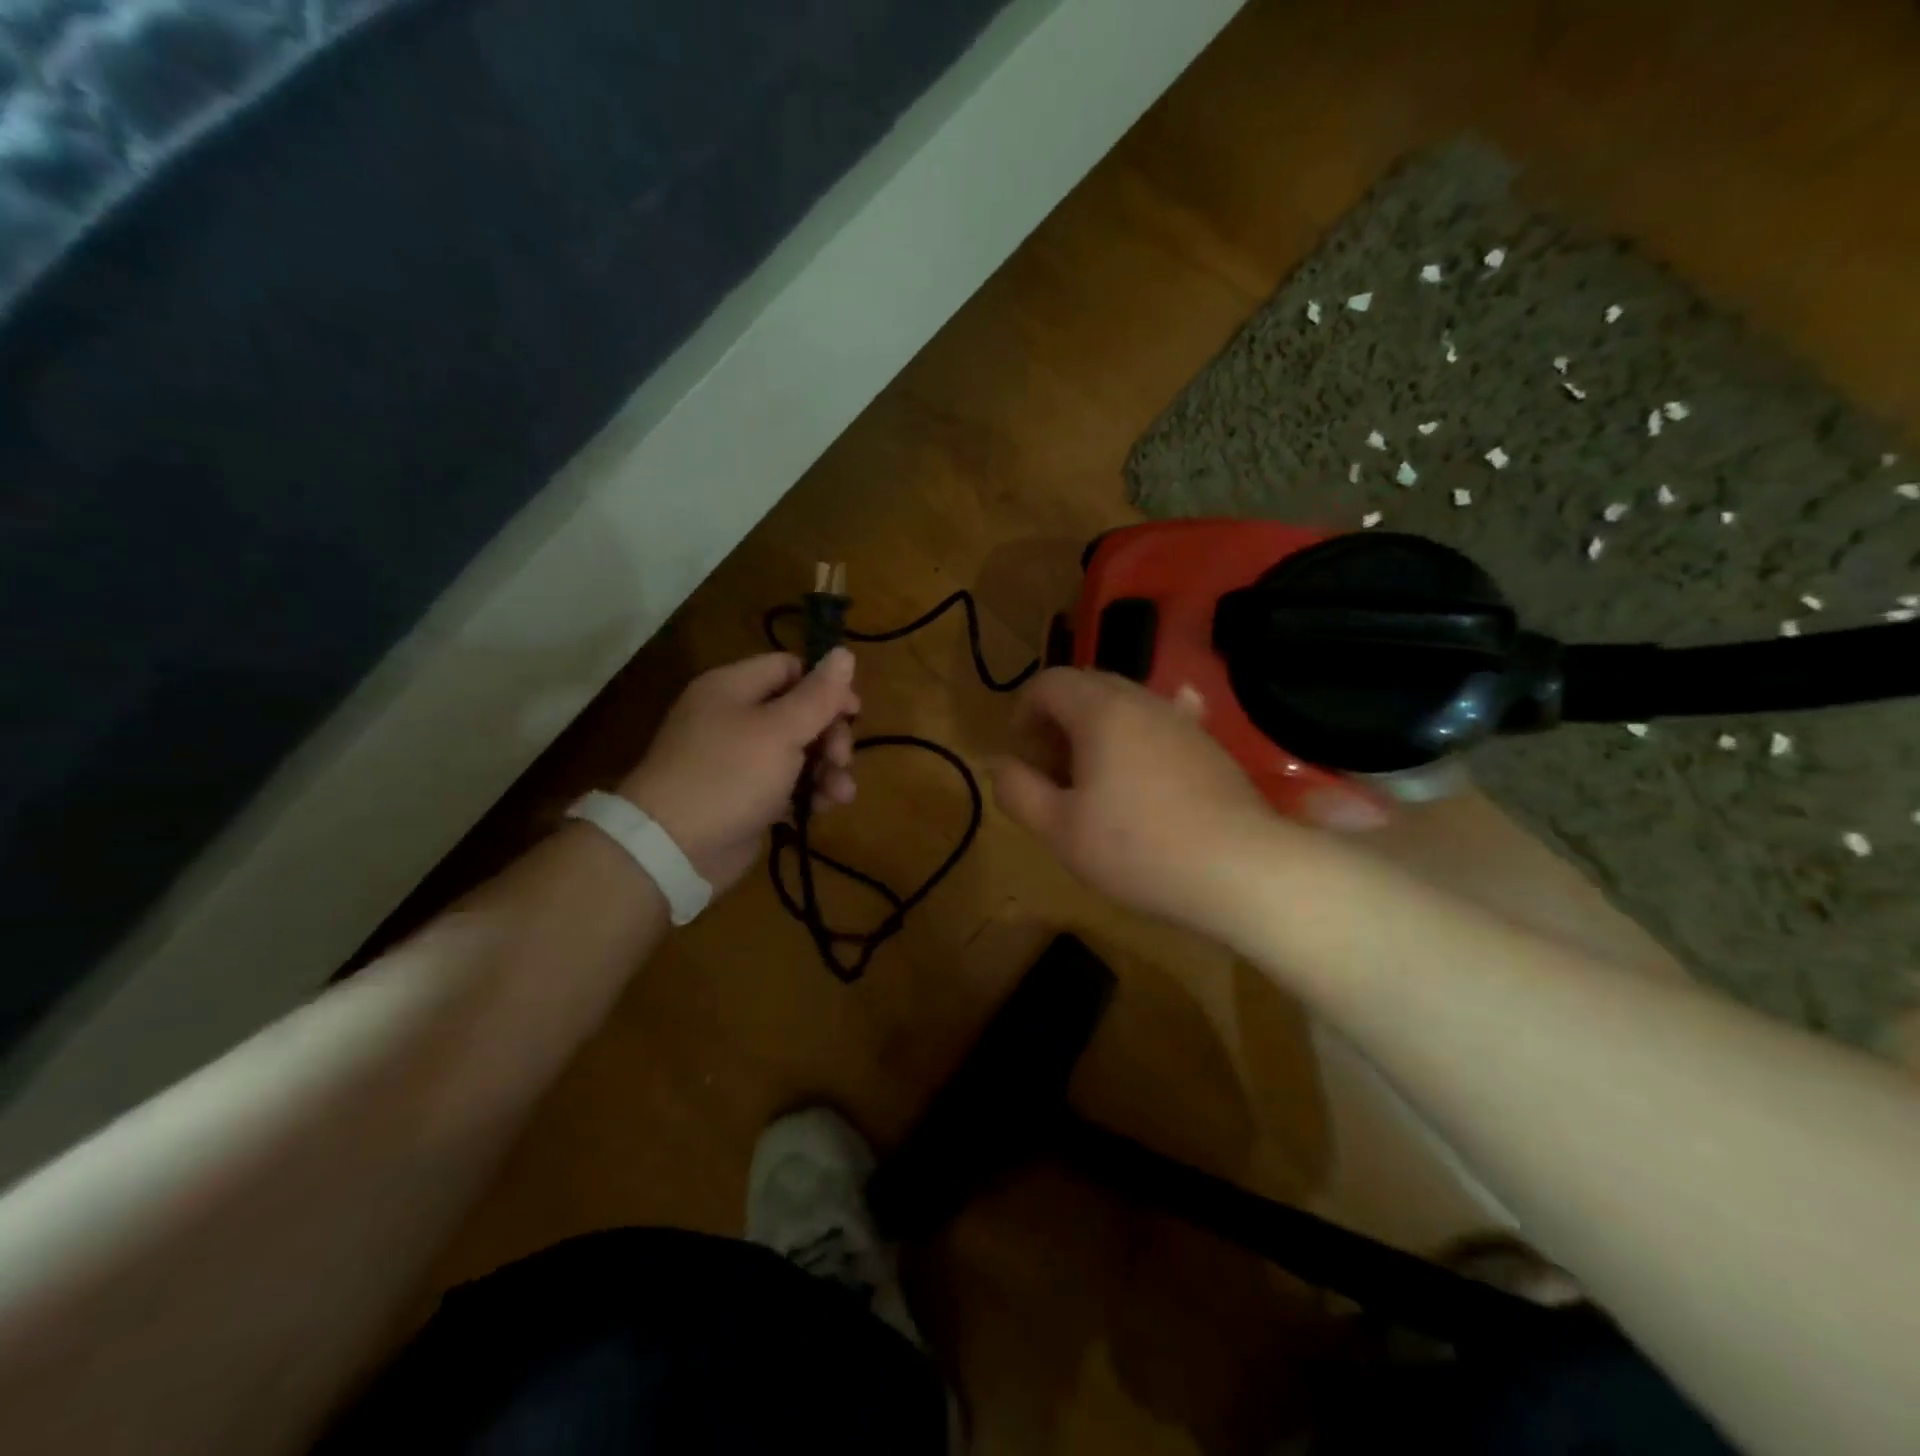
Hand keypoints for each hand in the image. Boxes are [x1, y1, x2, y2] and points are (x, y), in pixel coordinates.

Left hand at [618, 649, 858, 893]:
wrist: (674, 848)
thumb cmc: (730, 775)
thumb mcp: (781, 730)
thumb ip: (818, 694)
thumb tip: (845, 652)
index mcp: (734, 687)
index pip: (790, 668)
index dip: (825, 687)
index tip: (853, 713)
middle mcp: (734, 717)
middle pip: (799, 712)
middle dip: (830, 736)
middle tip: (842, 760)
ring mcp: (738, 759)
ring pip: (798, 751)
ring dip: (827, 769)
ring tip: (840, 796)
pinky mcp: (745, 796)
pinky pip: (786, 784)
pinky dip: (807, 792)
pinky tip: (822, 809)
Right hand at [990, 668, 1285, 928]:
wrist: (1240, 869)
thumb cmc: (1137, 847)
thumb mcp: (1060, 829)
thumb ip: (1019, 791)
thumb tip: (1000, 765)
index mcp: (1101, 711)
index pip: (1049, 683)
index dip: (1024, 712)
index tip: (1022, 754)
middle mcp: (1142, 701)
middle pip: (1087, 687)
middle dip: (1058, 721)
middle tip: (1050, 769)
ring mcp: (1182, 720)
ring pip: (1125, 705)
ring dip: (1095, 731)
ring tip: (1091, 780)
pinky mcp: (1208, 745)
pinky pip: (1159, 725)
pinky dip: (1135, 740)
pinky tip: (1140, 771)